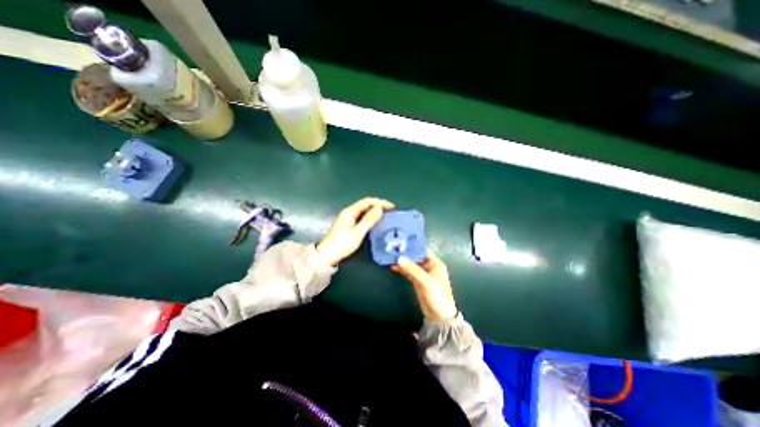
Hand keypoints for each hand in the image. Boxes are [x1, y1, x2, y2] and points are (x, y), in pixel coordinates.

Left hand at [317, 196, 398, 267]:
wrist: (327, 256)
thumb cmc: (342, 244)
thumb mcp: (358, 232)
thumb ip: (369, 220)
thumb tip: (380, 208)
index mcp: (350, 211)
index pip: (368, 201)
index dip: (381, 202)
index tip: (392, 207)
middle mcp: (349, 212)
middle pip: (366, 204)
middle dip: (379, 206)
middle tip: (390, 211)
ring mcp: (348, 219)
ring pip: (364, 211)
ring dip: (375, 212)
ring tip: (386, 216)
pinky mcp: (349, 225)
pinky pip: (362, 217)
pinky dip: (370, 218)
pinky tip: (376, 222)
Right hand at [391, 251, 455, 320]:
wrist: (439, 316)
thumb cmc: (437, 296)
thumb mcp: (425, 281)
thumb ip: (412, 269)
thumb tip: (399, 258)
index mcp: (435, 263)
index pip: (424, 250)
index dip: (414, 245)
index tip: (402, 242)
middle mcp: (430, 266)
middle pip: (416, 257)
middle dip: (406, 253)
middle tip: (394, 248)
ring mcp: (423, 274)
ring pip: (412, 264)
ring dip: (403, 261)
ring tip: (391, 256)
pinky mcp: (418, 281)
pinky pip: (409, 272)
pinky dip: (402, 269)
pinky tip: (394, 266)